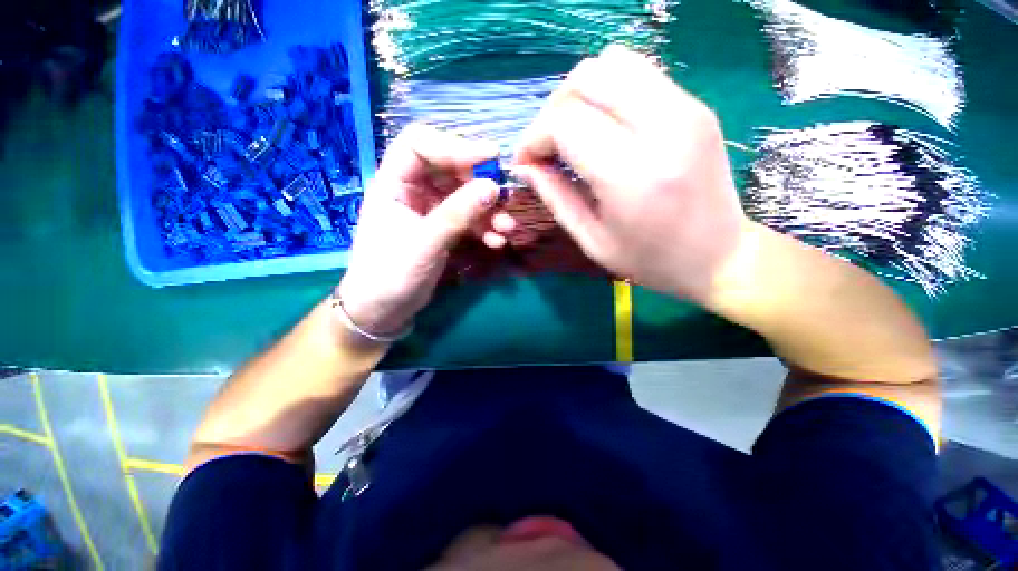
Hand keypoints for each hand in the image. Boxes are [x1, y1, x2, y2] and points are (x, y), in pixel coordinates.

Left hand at [338, 124, 515, 336]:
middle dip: (479, 183)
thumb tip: (493, 187)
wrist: (384, 311)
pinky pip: (468, 219)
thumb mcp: (425, 243)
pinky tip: (496, 242)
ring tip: (506, 228)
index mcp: (393, 183)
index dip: (455, 146)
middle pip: (449, 169)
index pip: (420, 145)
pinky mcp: (442, 229)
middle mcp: (412, 191)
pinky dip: (483, 228)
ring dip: (488, 210)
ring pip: (464, 196)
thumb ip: (457, 214)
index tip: (491, 157)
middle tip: (504, 197)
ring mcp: (429, 210)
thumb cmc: (391, 275)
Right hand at [513, 45, 747, 303]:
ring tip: (572, 134)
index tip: (526, 161)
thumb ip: (554, 197)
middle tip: (547, 146)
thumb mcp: (592, 240)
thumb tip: (524, 166)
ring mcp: (686, 108)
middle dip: (553, 109)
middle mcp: (663, 128)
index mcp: (632, 175)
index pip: (566, 122)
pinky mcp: (695, 105)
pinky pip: (638, 74)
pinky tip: (602, 127)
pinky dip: (607, 93)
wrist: (719, 256)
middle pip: (587, 78)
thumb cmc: (649, 260)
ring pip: (613, 63)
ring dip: (579, 94)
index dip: (534, 137)